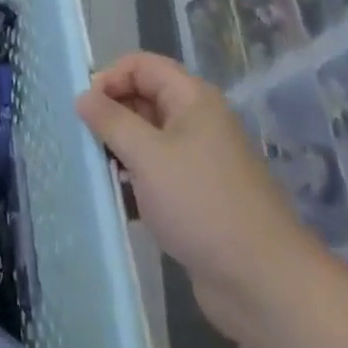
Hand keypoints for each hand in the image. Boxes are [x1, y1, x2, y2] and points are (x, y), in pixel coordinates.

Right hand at [76, 52, 318, 337]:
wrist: (263, 282)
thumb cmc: (202, 204)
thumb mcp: (146, 156)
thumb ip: (110, 121)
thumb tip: (83, 96)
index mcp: (192, 99)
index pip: (141, 65)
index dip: (109, 78)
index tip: (84, 110)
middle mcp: (198, 122)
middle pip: (144, 99)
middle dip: (111, 116)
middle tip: (83, 142)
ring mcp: (200, 160)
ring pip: (148, 139)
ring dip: (119, 151)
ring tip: (95, 173)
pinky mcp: (198, 196)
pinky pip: (157, 174)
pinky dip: (135, 181)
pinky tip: (117, 202)